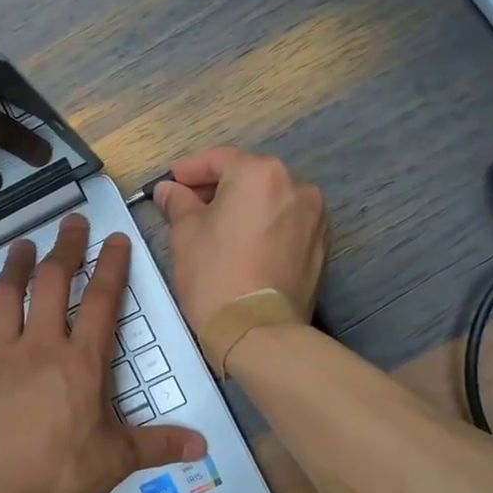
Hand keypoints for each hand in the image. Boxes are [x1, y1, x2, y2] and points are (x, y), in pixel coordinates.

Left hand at [0, 214, 205, 492]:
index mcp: (82, 362)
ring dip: (15, 265)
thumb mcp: (117, 460)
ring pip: (6, 297)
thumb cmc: (61, 476)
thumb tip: (204, 447)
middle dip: (65, 248)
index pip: (101, 301)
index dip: (111, 266)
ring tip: (21, 244)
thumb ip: (159, 445)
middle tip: (71, 222)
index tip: (115, 239)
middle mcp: (41, 347)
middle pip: (53, 283)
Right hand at [153, 148, 328, 331]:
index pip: (219, 159)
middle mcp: (297, 186)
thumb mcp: (185, 234)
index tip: (170, 183)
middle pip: (249, 176)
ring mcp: (315, 217)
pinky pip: (287, 224)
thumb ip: (178, 203)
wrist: (259, 332)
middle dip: (218, 188)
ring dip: (244, 207)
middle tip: (188, 205)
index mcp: (261, 174)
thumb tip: (169, 190)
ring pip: (271, 200)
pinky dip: (265, 226)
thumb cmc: (216, 275)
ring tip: (217, 228)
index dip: (190, 170)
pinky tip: (244, 246)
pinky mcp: (322, 246)